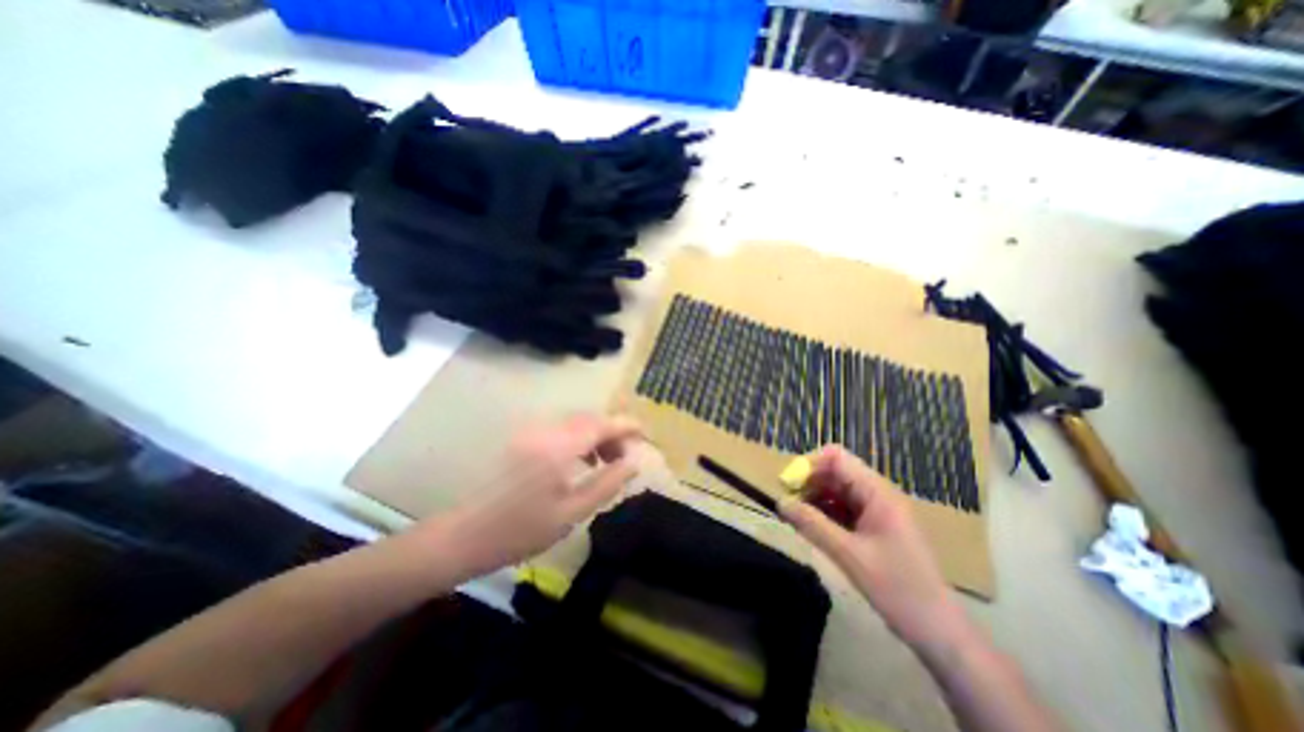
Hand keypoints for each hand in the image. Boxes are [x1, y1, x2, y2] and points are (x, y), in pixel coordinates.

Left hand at [427, 414, 643, 574]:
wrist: (463, 536)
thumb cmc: (521, 530)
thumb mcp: (572, 513)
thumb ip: (608, 483)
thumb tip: (634, 462)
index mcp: (559, 447)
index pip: (601, 424)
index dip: (627, 425)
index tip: (645, 434)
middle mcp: (545, 430)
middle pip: (589, 419)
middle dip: (613, 432)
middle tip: (625, 457)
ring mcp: (530, 432)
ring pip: (575, 423)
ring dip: (596, 435)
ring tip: (606, 461)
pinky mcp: (522, 439)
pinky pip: (560, 430)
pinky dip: (578, 438)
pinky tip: (581, 461)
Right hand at [778, 443, 972, 654]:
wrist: (940, 632)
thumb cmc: (898, 589)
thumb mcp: (849, 555)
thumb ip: (812, 524)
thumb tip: (780, 502)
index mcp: (877, 492)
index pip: (836, 458)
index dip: (808, 465)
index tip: (787, 485)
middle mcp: (877, 493)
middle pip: (835, 472)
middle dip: (808, 483)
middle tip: (788, 504)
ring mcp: (877, 509)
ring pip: (837, 490)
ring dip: (815, 499)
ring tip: (797, 518)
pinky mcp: (875, 525)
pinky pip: (843, 508)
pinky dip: (825, 513)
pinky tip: (813, 529)